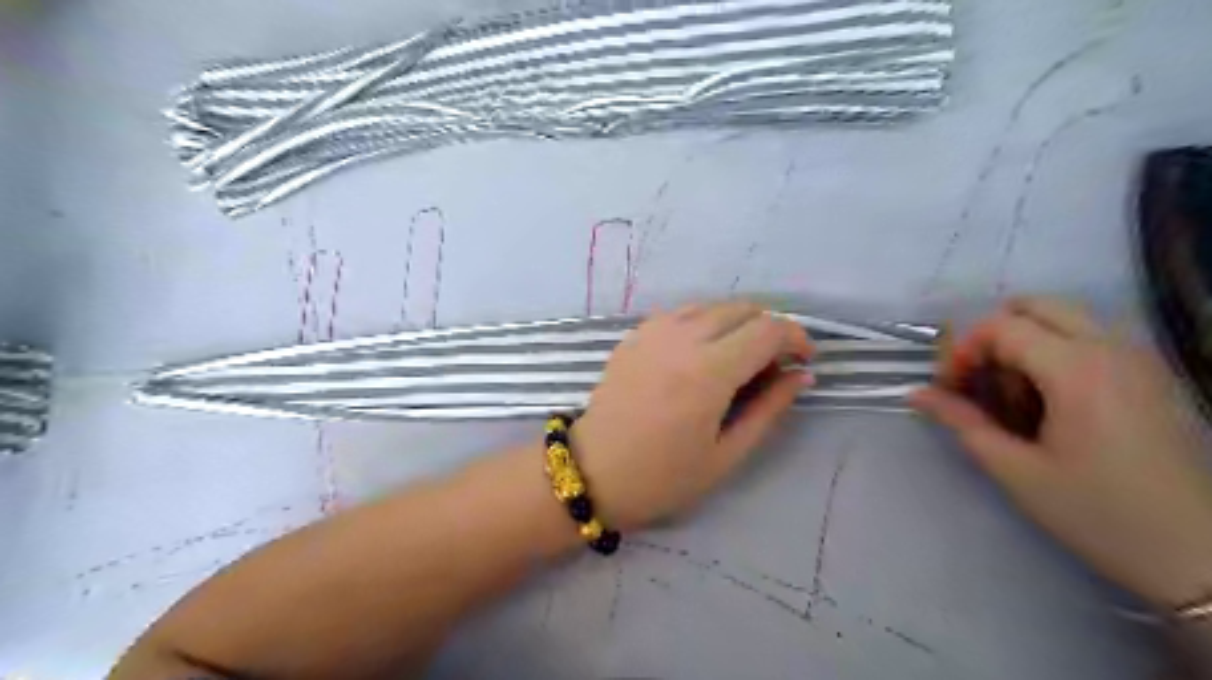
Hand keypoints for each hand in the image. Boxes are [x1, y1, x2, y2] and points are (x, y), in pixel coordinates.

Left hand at [570, 302, 811, 530]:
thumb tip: (801, 375)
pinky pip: (681, 313)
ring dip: (737, 323)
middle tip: (773, 365)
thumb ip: (769, 409)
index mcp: (708, 371)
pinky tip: (701, 354)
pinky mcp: (634, 335)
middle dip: (769, 329)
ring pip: (712, 305)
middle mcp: (682, 338)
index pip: (768, 330)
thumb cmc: (662, 477)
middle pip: (743, 309)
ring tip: (739, 359)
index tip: (803, 361)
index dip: (796, 338)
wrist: (592, 472)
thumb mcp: (726, 455)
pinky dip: (704, 323)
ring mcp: (653, 332)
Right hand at [909, 296, 1211, 608]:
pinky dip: (1055, 352)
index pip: (1001, 326)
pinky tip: (1049, 403)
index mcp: (1078, 370)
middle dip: (992, 336)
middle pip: (1035, 306)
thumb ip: (961, 422)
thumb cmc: (1098, 513)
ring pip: (1064, 318)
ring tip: (1013, 396)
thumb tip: (917, 394)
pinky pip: (1091, 339)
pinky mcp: (1152, 376)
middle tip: (979, 380)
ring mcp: (1140, 359)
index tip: (950, 388)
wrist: (1200, 556)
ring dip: (1024, 343)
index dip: (962, 351)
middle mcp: (1112, 349)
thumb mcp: (1015, 470)